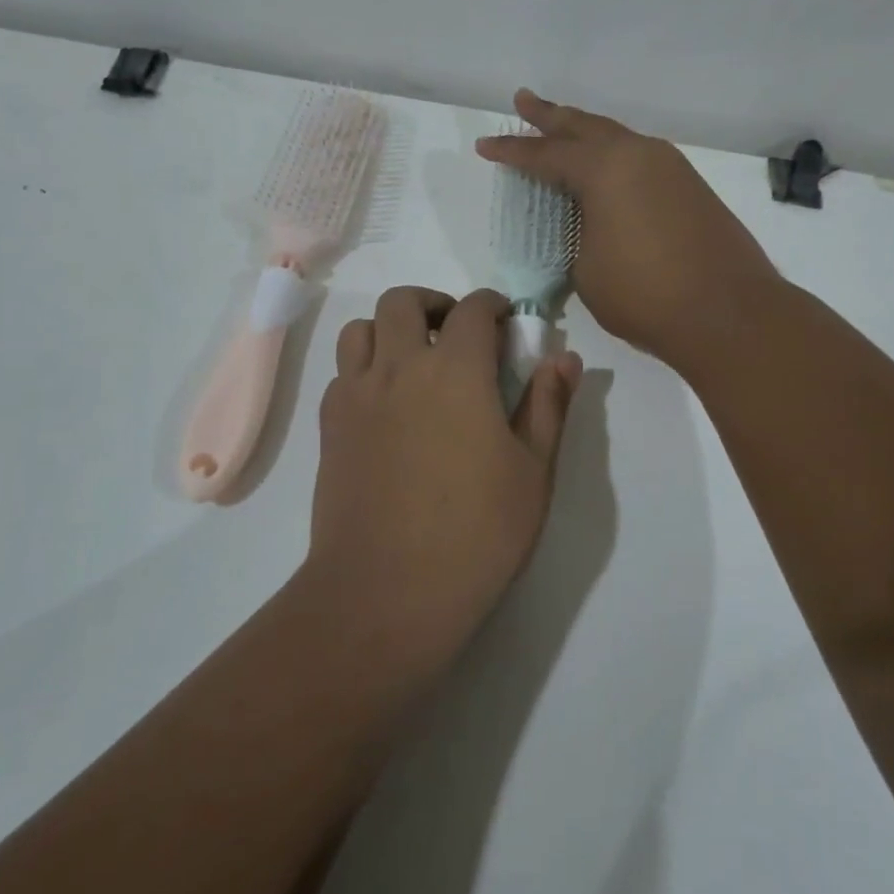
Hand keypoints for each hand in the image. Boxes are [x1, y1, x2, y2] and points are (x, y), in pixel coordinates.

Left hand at [306, 286, 581, 658]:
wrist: (386, 591)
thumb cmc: (475, 533)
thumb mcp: (532, 471)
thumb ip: (548, 405)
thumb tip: (564, 357)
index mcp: (455, 371)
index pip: (472, 310)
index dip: (492, 305)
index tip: (505, 321)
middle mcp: (398, 367)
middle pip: (402, 301)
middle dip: (434, 304)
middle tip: (456, 334)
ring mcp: (356, 395)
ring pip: (360, 329)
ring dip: (388, 329)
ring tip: (413, 361)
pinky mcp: (329, 427)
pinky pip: (341, 374)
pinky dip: (364, 369)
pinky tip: (385, 406)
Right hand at [475, 90, 784, 374]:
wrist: (729, 313)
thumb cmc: (646, 294)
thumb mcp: (587, 269)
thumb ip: (579, 235)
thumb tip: (589, 225)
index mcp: (604, 169)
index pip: (545, 155)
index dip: (512, 152)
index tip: (485, 145)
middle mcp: (638, 155)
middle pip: (584, 127)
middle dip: (550, 116)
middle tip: (524, 100)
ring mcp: (671, 168)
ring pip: (617, 138)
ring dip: (586, 132)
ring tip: (563, 128)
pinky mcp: (691, 188)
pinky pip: (640, 158)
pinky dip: (614, 156)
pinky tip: (607, 167)